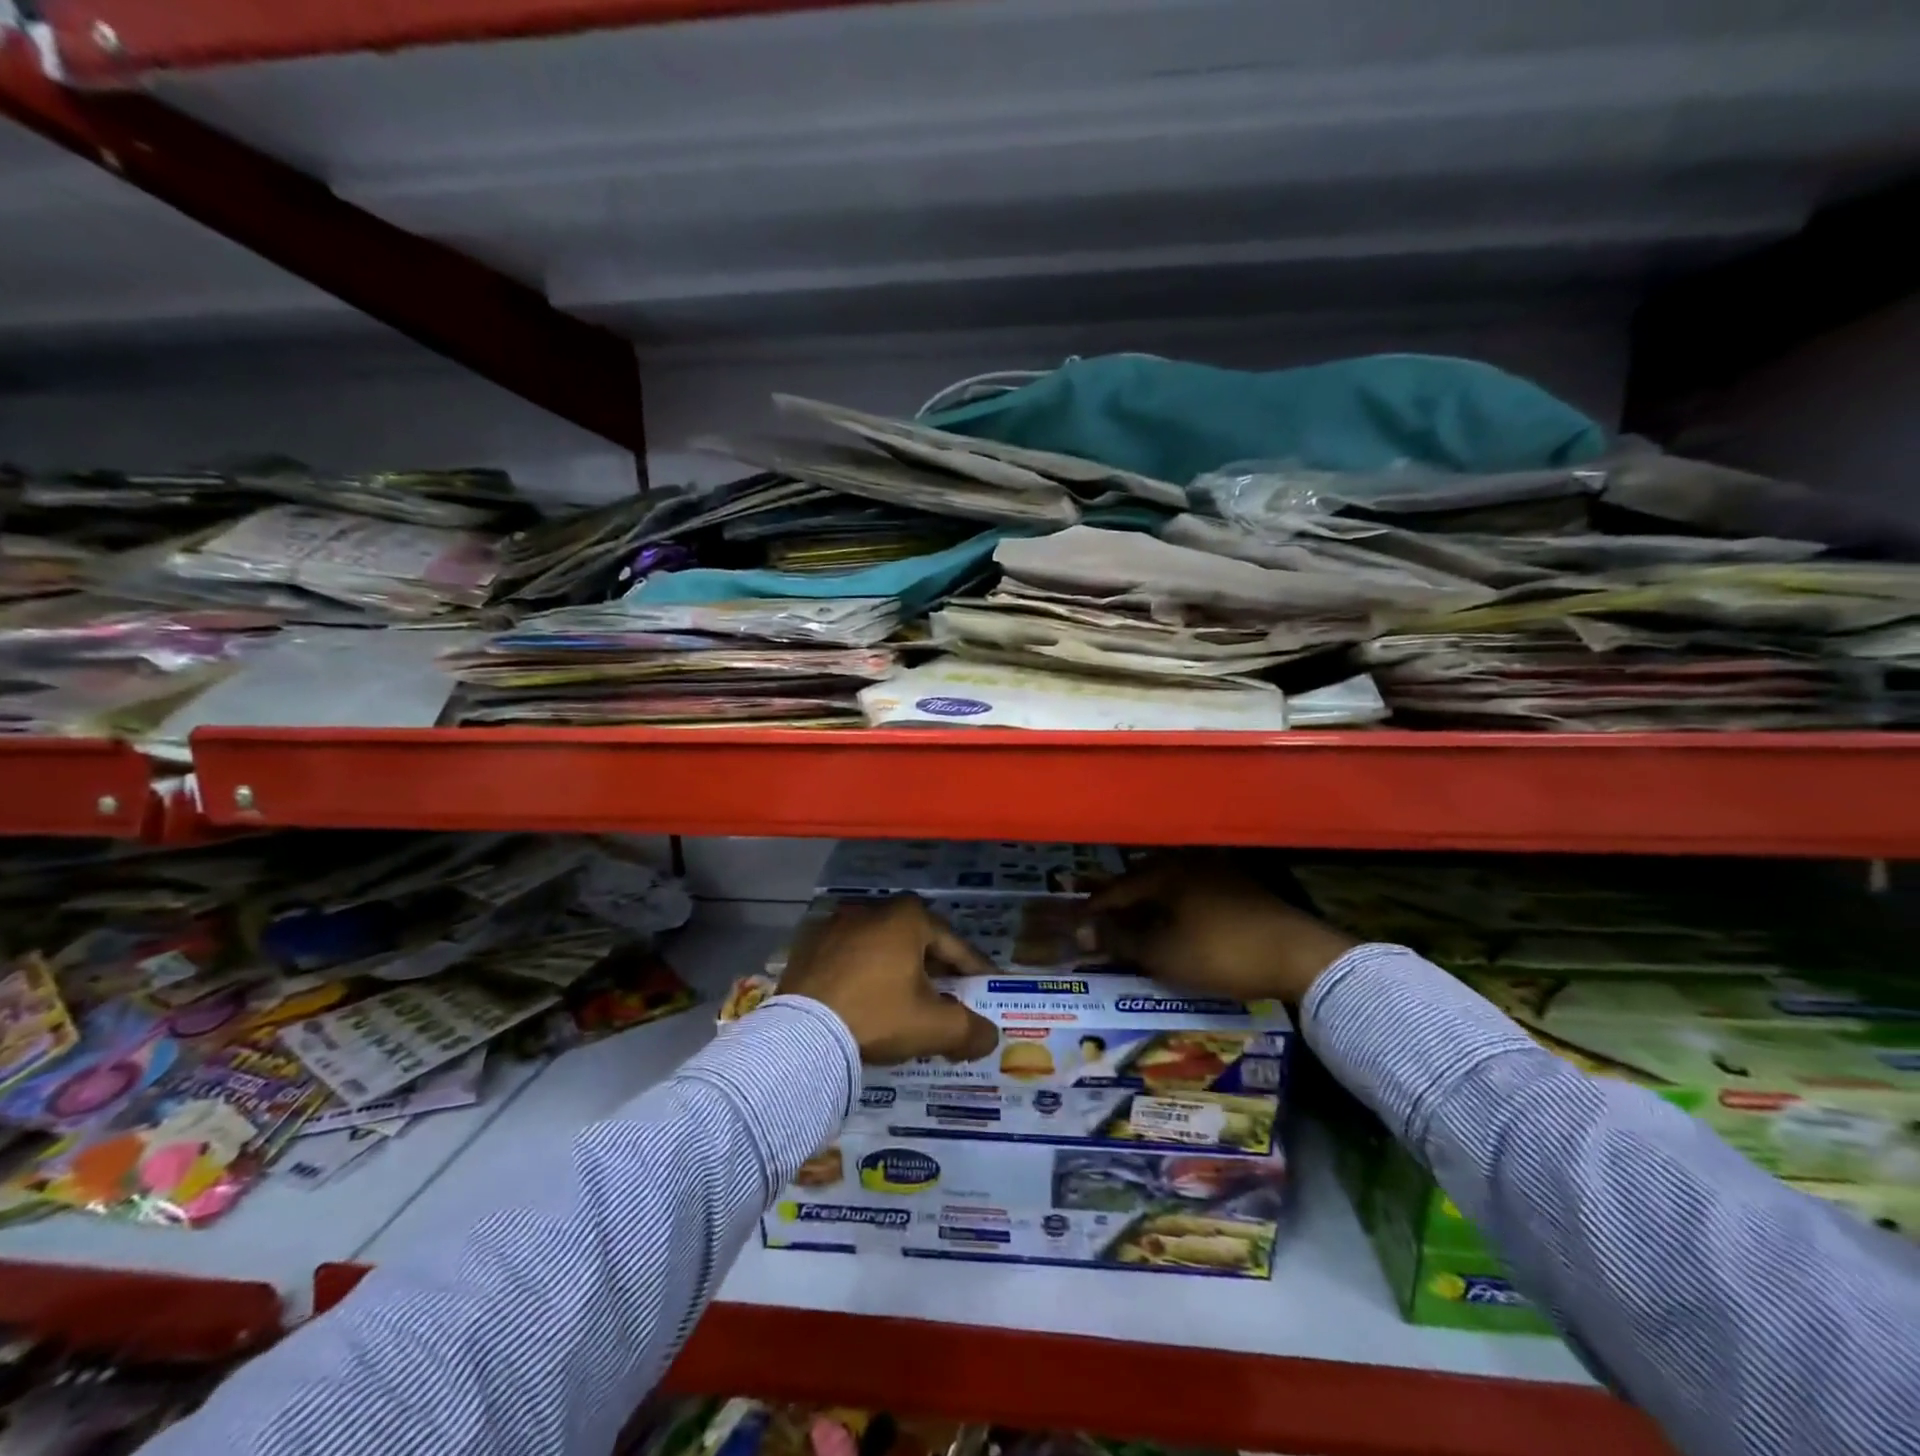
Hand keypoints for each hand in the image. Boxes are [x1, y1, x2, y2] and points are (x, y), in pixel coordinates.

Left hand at [777, 895, 999, 1065]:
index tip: (987, 987)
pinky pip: (847, 958)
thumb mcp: (933, 1027)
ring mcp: (835, 925)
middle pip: (916, 942)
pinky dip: (862, 974)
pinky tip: (865, 1000)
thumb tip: (990, 1038)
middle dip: (936, 968)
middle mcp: (872, 910)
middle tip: (950, 995)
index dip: (975, 969)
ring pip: (880, 948)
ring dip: (897, 970)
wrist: (801, 1034)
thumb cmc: (877, 1016)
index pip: (954, 944)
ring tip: (907, 1000)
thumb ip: (971, 1030)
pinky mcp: (807, 946)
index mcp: (908, 918)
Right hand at [1081, 854, 1357, 1003]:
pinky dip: (1175, 906)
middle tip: (1102, 923)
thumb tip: (1082, 931)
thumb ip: (1120, 940)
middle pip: (1141, 881)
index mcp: (1164, 872)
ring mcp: (1217, 870)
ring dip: (1148, 904)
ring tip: (1135, 924)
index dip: (1093, 909)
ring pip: (1168, 885)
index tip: (1075, 925)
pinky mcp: (1239, 885)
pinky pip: (1191, 891)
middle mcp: (1187, 861)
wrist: (1299, 956)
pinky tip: (1175, 923)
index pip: (1116, 888)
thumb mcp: (1163, 954)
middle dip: (1120, 903)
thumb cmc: (1221, 953)